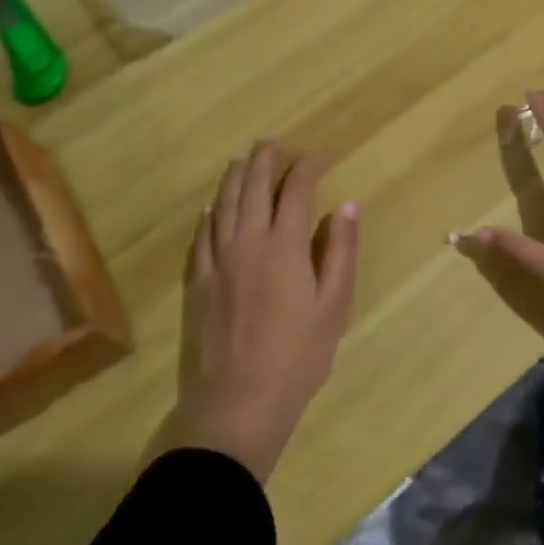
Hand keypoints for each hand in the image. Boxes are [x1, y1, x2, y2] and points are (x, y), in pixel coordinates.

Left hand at [169, 140, 359, 482]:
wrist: (236, 402)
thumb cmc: (297, 356)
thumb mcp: (334, 305)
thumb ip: (340, 250)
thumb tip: (347, 204)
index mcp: (283, 244)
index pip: (295, 189)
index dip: (308, 166)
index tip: (320, 156)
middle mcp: (246, 241)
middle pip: (253, 187)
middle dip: (264, 160)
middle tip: (271, 142)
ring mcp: (216, 261)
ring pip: (222, 205)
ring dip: (233, 178)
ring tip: (240, 160)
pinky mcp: (196, 283)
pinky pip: (200, 236)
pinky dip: (208, 215)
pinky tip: (211, 208)